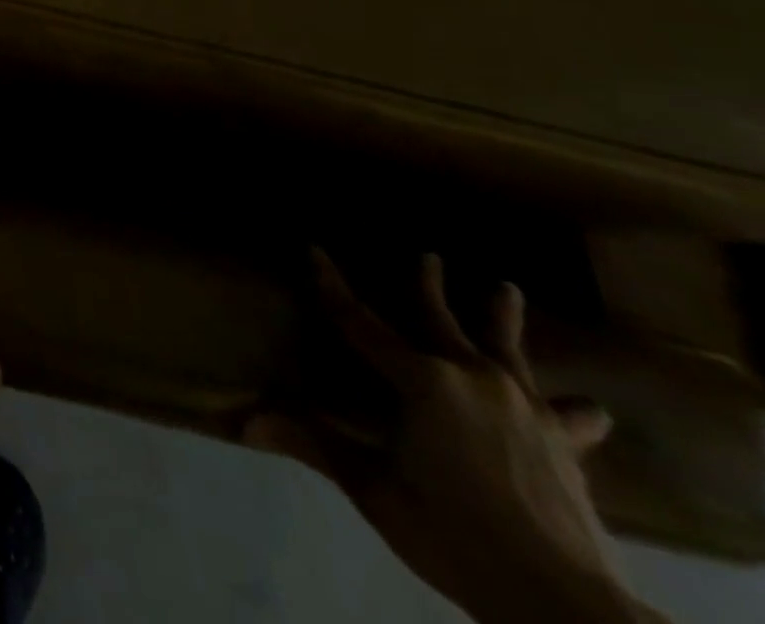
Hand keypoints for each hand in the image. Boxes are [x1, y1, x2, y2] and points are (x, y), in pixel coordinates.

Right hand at [247, 252, 660, 623]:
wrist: (566, 605)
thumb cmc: (454, 534)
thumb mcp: (373, 489)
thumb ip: (314, 445)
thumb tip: (245, 421)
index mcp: (422, 381)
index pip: (360, 321)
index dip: (331, 285)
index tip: (314, 249)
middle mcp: (472, 378)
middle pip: (441, 320)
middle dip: (427, 285)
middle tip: (428, 254)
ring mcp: (524, 410)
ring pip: (507, 350)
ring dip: (502, 317)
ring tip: (506, 288)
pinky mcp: (563, 446)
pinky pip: (564, 416)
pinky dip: (573, 409)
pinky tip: (592, 409)